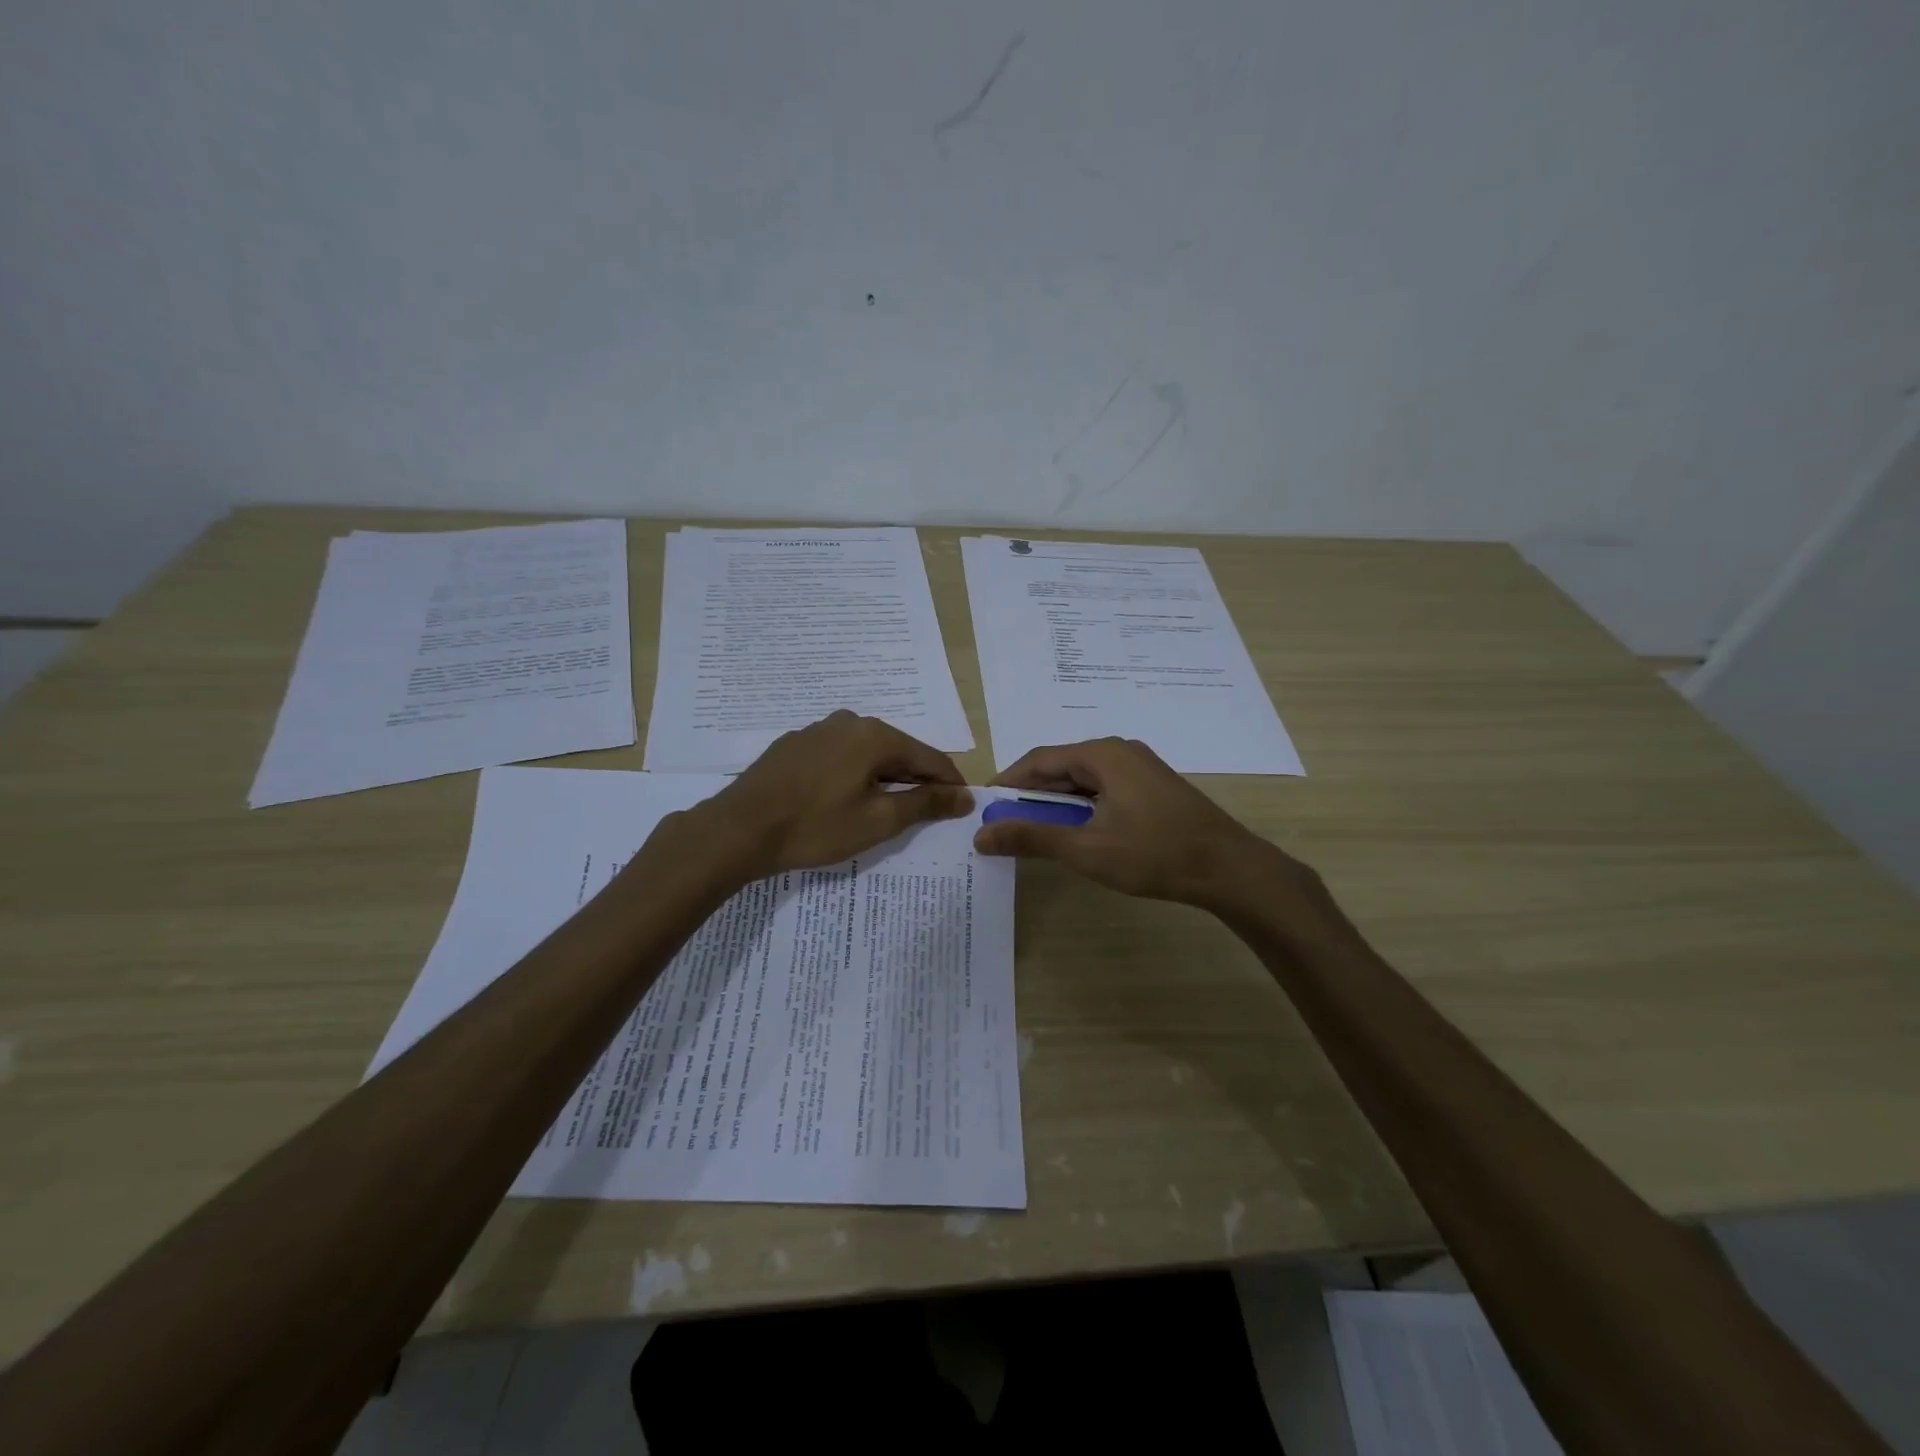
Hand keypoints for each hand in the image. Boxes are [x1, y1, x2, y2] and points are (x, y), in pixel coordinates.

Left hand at [688, 711, 972, 881]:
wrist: (739, 829)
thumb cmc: (816, 826)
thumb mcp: (879, 820)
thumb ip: (925, 803)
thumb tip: (965, 795)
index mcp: (876, 735)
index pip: (929, 757)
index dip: (949, 782)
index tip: (962, 805)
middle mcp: (849, 722)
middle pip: (898, 751)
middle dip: (916, 779)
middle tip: (927, 812)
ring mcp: (817, 730)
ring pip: (866, 753)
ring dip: (883, 777)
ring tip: (886, 809)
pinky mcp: (794, 745)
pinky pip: (838, 757)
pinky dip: (853, 775)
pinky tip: (844, 799)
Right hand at [974, 737, 1309, 909]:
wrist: (1229, 869)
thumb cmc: (1155, 854)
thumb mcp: (1086, 849)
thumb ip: (1031, 838)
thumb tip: (982, 834)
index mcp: (1102, 754)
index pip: (1038, 760)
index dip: (1007, 782)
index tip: (982, 806)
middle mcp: (1119, 751)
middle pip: (1061, 767)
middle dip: (1029, 794)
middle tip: (1002, 824)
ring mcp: (1140, 768)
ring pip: (1082, 780)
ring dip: (1055, 803)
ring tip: (1032, 831)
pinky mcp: (1152, 788)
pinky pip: (1103, 789)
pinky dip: (1080, 808)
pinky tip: (1074, 832)